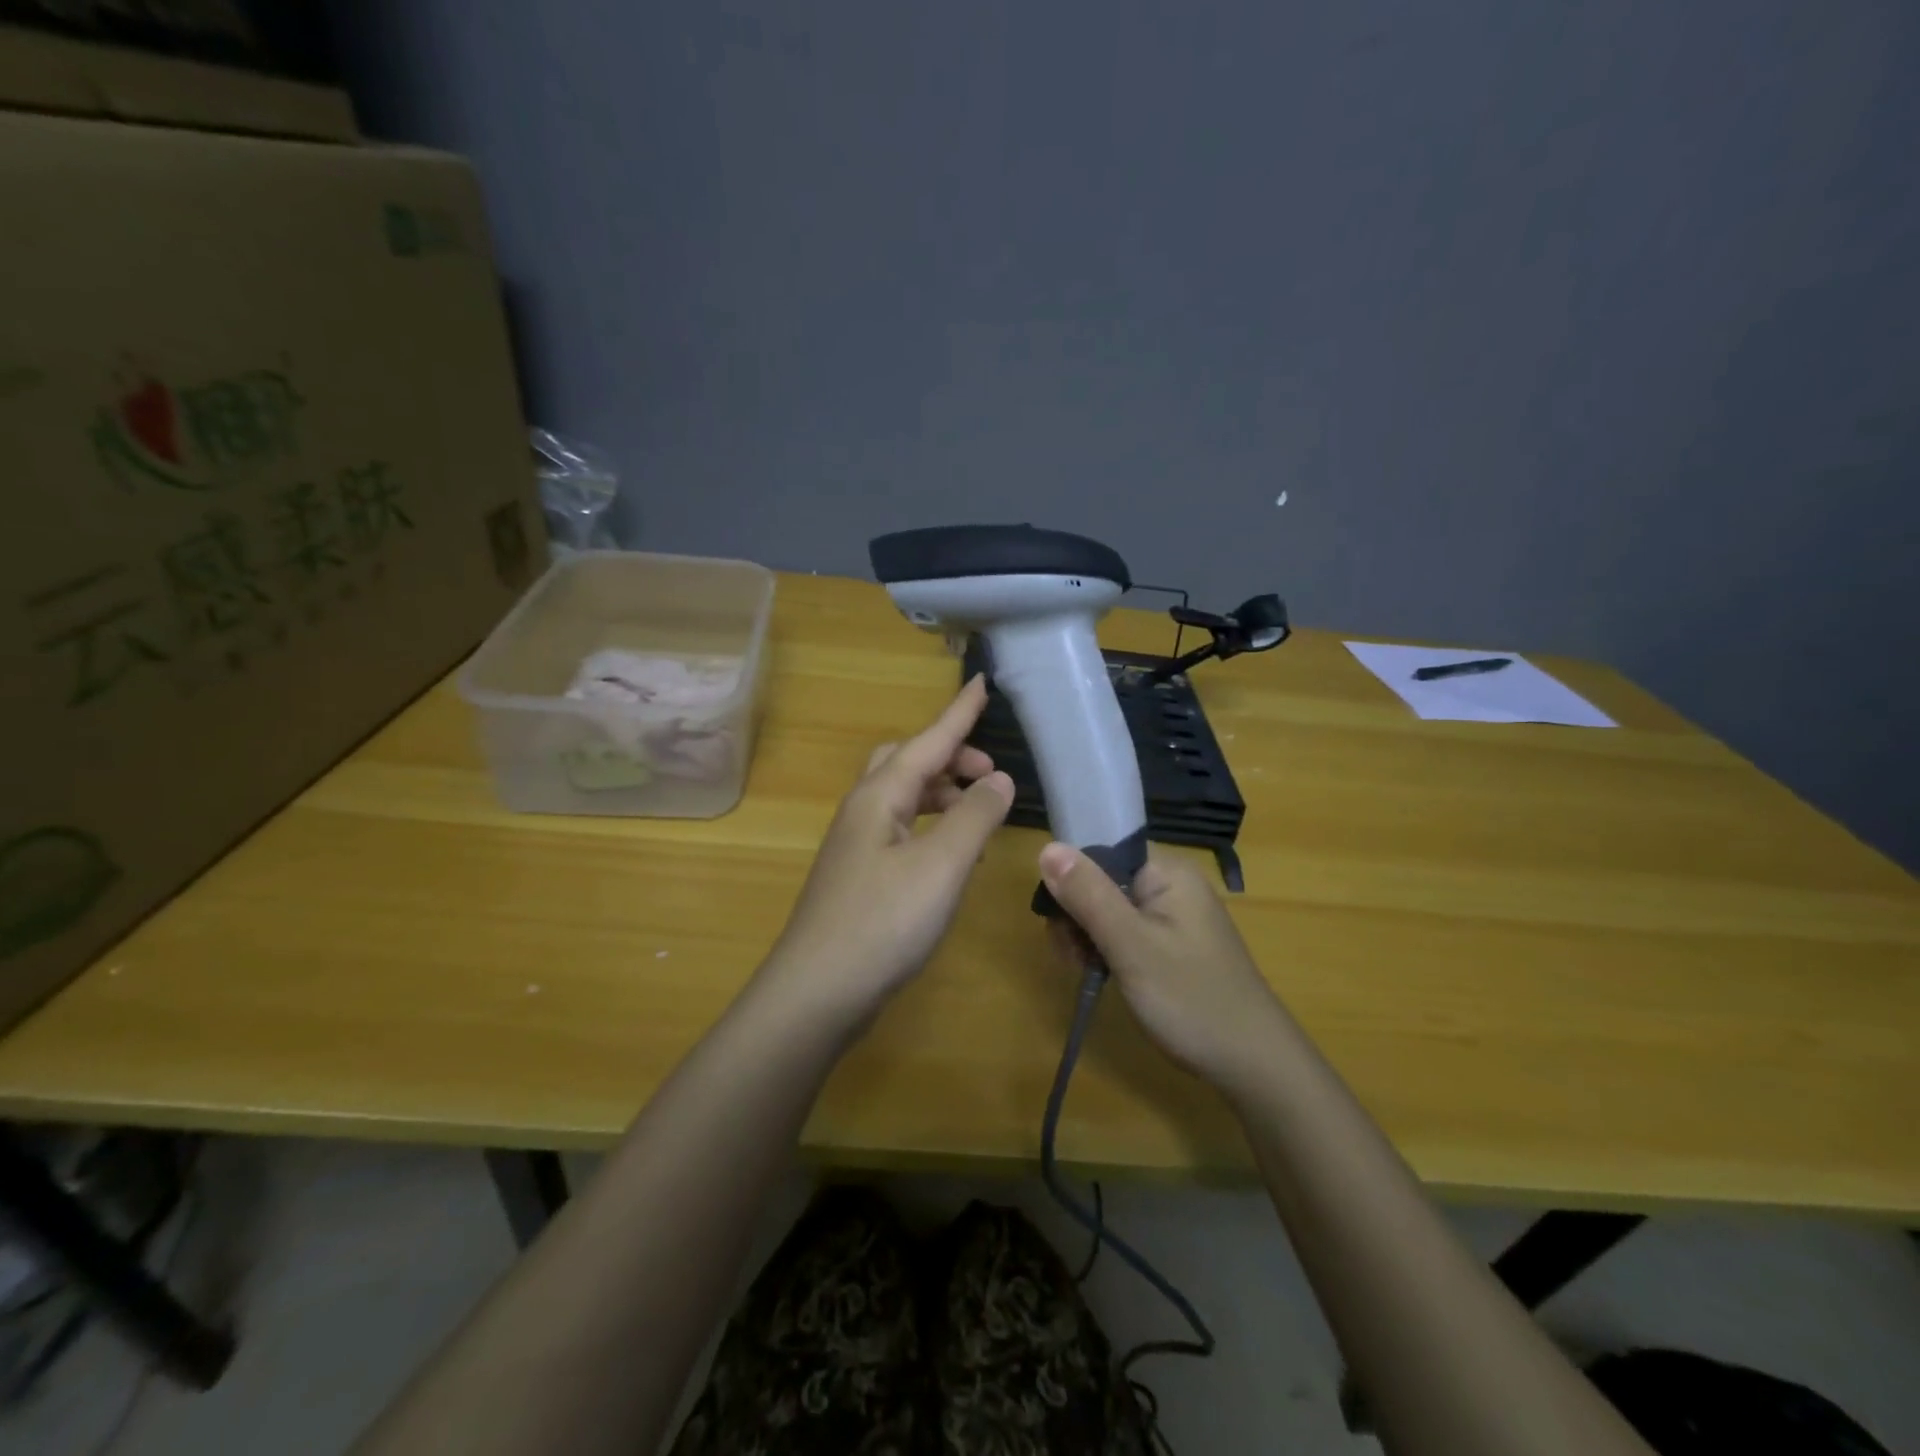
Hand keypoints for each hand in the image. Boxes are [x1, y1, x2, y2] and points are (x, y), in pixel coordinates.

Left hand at [764, 676, 1013, 1028]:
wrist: (816, 993)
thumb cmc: (882, 922)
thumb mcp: (941, 866)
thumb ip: (974, 817)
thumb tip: (999, 779)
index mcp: (879, 796)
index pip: (928, 740)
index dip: (959, 713)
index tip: (982, 682)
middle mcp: (863, 811)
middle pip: (906, 761)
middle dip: (950, 755)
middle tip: (990, 773)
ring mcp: (856, 845)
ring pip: (902, 796)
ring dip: (941, 791)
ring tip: (979, 809)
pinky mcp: (859, 876)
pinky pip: (900, 828)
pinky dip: (931, 823)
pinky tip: (950, 851)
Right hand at [1039, 842, 1286, 1087]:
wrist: (1253, 1064)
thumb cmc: (1191, 999)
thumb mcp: (1131, 946)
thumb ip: (1088, 895)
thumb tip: (1047, 847)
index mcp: (1166, 872)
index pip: (1101, 850)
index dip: (1072, 878)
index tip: (1058, 919)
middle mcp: (1170, 884)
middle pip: (1100, 879)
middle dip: (1076, 914)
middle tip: (1074, 957)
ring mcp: (1172, 915)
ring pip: (1107, 908)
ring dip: (1086, 935)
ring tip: (1086, 971)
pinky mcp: (1170, 943)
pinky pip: (1123, 930)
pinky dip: (1105, 949)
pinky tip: (1100, 975)